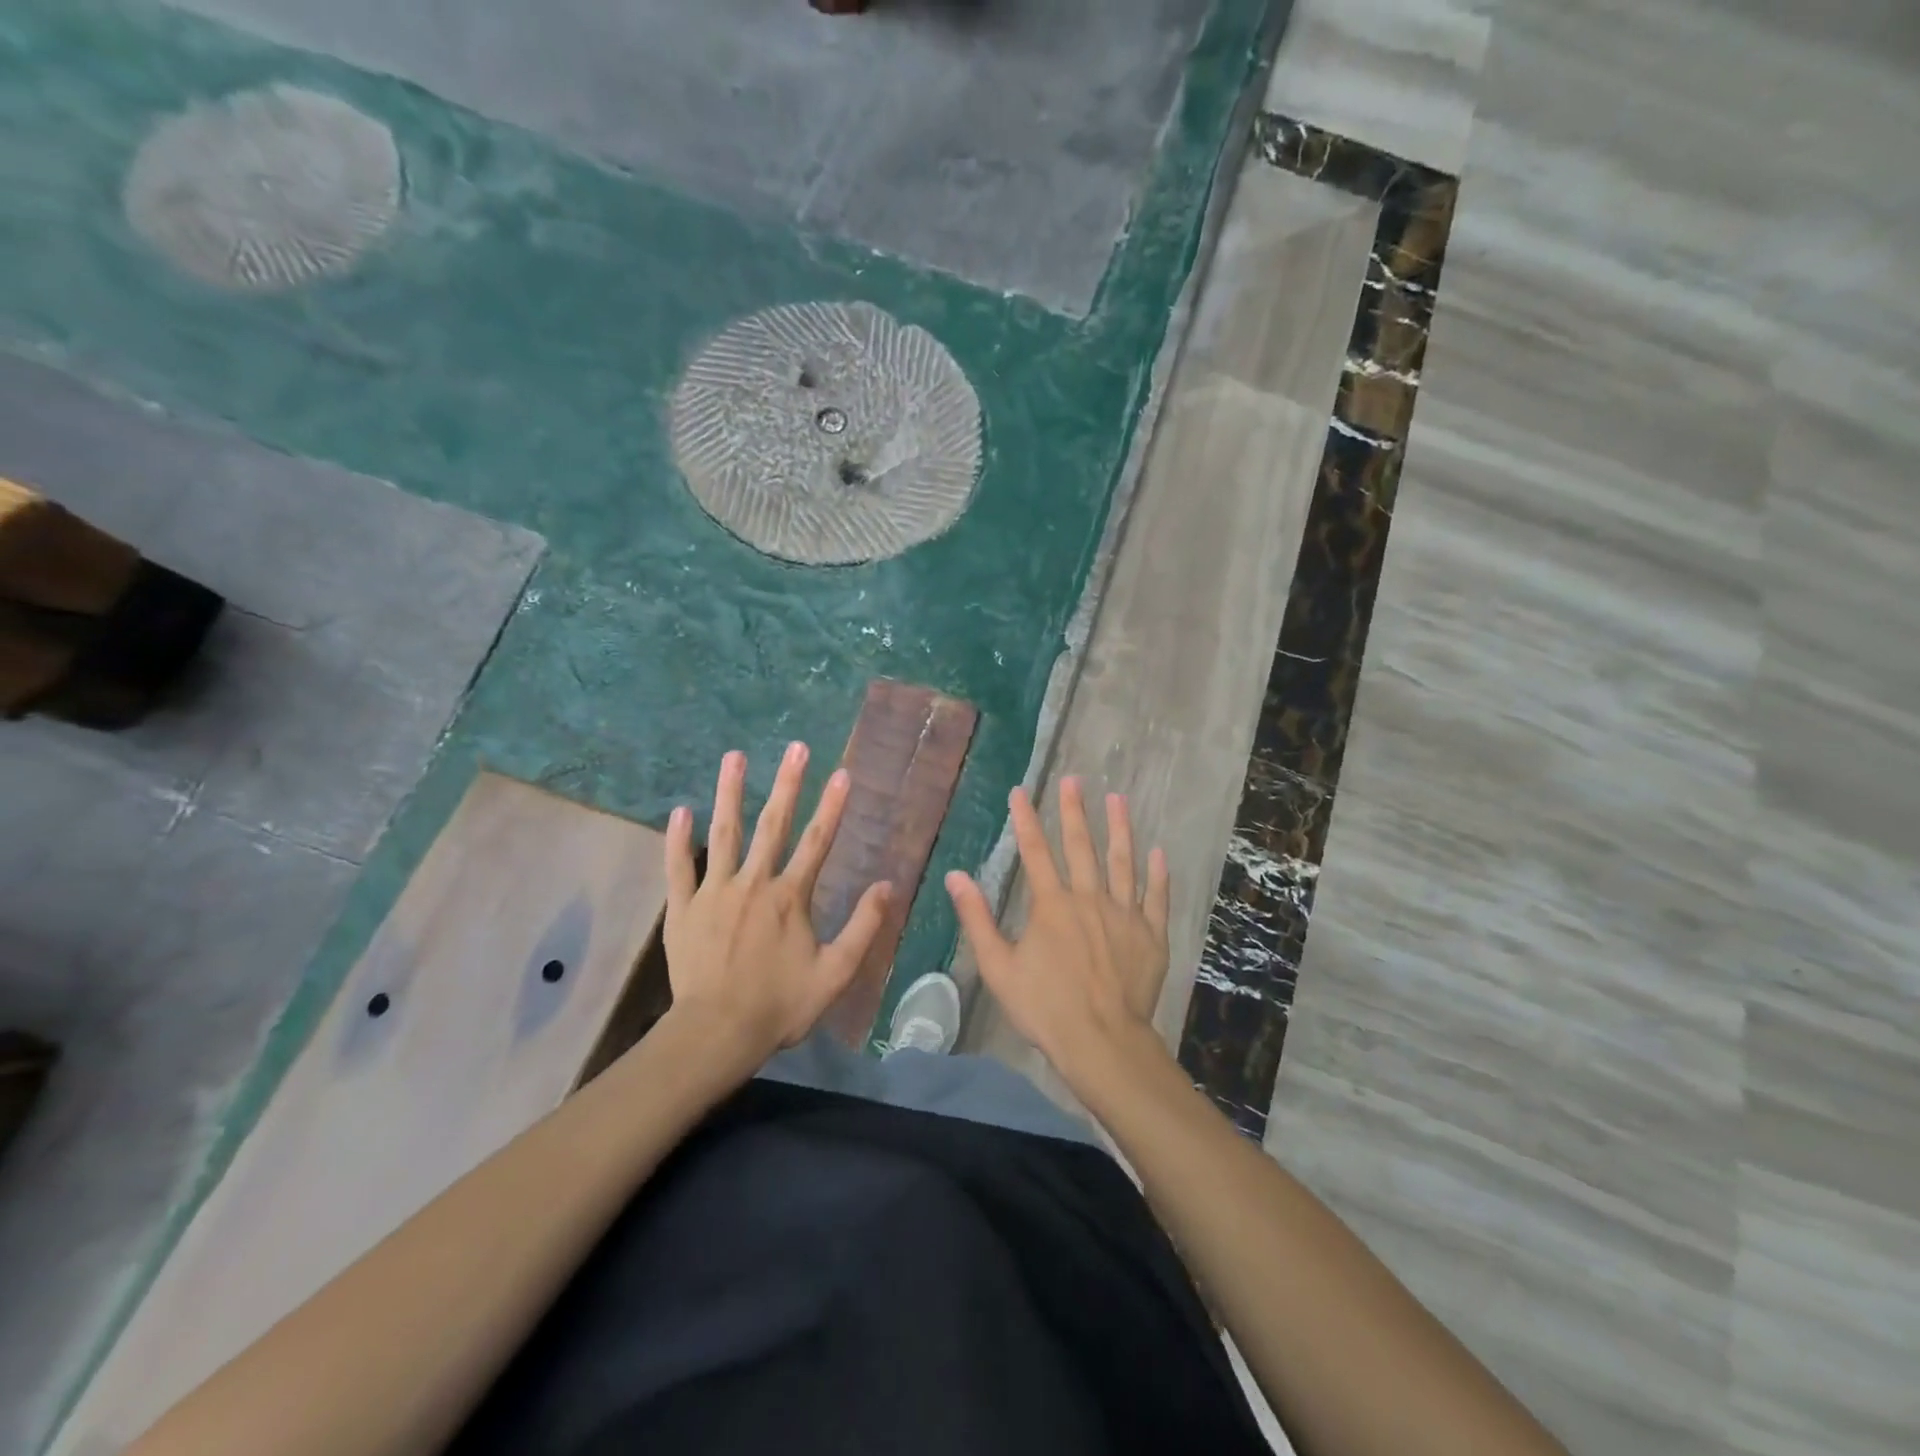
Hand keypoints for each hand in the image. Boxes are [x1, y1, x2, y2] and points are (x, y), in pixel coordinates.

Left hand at [662, 743, 891, 1068]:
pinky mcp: (684, 909)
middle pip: (773, 825)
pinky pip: (679, 867)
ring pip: (724, 834)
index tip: (842, 773)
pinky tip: (680, 810)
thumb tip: (887, 885)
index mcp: (791, 897)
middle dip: (787, 784)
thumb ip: (863, 927)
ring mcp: (714, 892)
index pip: (817, 841)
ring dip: (730, 793)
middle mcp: (754, 883)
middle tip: (795, 748)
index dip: (832, 806)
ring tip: (734, 757)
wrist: (716, 1034)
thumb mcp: (835, 973)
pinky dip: (678, 839)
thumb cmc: (780, 1006)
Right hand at [946, 778, 1170, 1089]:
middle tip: (1074, 780)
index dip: (1025, 820)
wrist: (1102, 1042)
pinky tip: (1158, 851)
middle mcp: (1089, 899)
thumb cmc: (1045, 1007)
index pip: (1035, 852)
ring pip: (1123, 862)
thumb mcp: (998, 967)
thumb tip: (955, 876)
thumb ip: (977, 919)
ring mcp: (1124, 914)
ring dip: (1119, 829)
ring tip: (1117, 799)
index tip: (1020, 791)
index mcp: (1051, 905)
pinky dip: (1158, 873)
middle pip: (1081, 846)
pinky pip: (1156, 896)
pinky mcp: (1151, 934)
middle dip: (1074, 810)